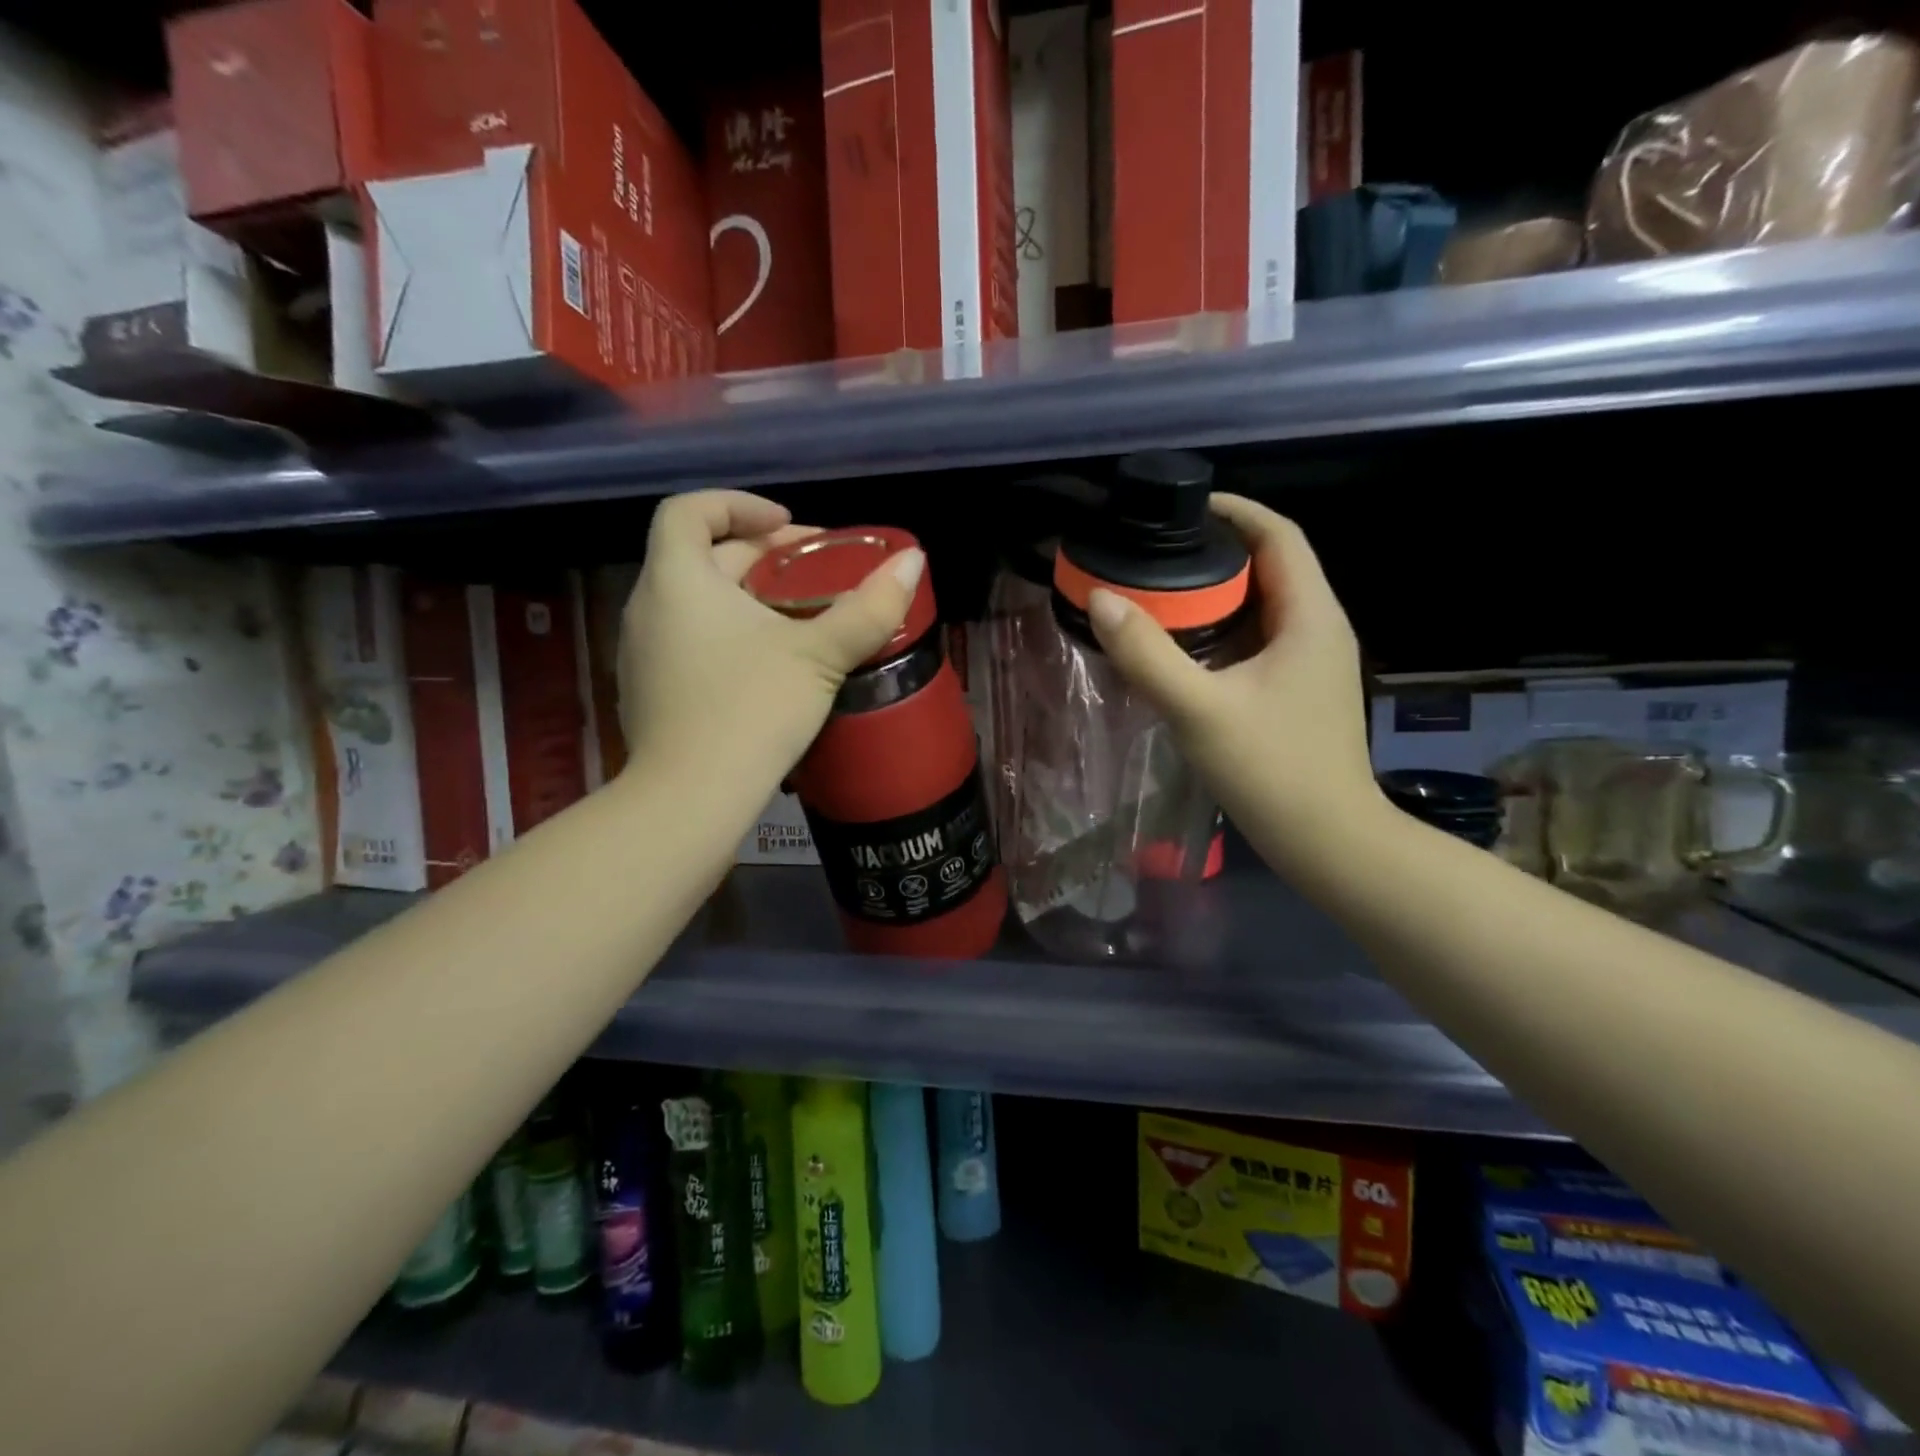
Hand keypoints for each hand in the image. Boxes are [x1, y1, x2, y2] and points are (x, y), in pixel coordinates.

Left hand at [618, 491, 925, 789]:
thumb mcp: (819, 656)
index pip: (690, 510)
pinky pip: (689, 642)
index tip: (790, 526)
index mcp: (677, 580)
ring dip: (746, 596)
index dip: (739, 504)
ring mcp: (642, 654)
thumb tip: (914, 560)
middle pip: (702, 557)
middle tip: (817, 571)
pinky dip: (727, 634)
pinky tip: (768, 667)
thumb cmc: (751, 712)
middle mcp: (648, 607)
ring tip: (800, 616)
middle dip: (762, 555)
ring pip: (696, 603)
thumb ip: (869, 608)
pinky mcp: (649, 694)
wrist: (689, 801)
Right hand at [1085, 495, 1380, 870]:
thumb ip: (1148, 655)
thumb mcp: (1200, 710)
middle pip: (1270, 567)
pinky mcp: (1299, 693)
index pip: (1279, 535)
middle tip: (1156, 555)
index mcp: (1309, 617)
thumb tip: (1102, 599)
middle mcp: (1318, 630)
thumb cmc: (1273, 770)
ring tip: (1159, 595)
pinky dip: (1221, 633)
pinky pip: (1258, 642)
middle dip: (1216, 553)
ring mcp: (1311, 664)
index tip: (1184, 506)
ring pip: (1262, 607)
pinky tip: (1183, 651)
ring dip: (1216, 595)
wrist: (1328, 843)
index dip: (1235, 509)